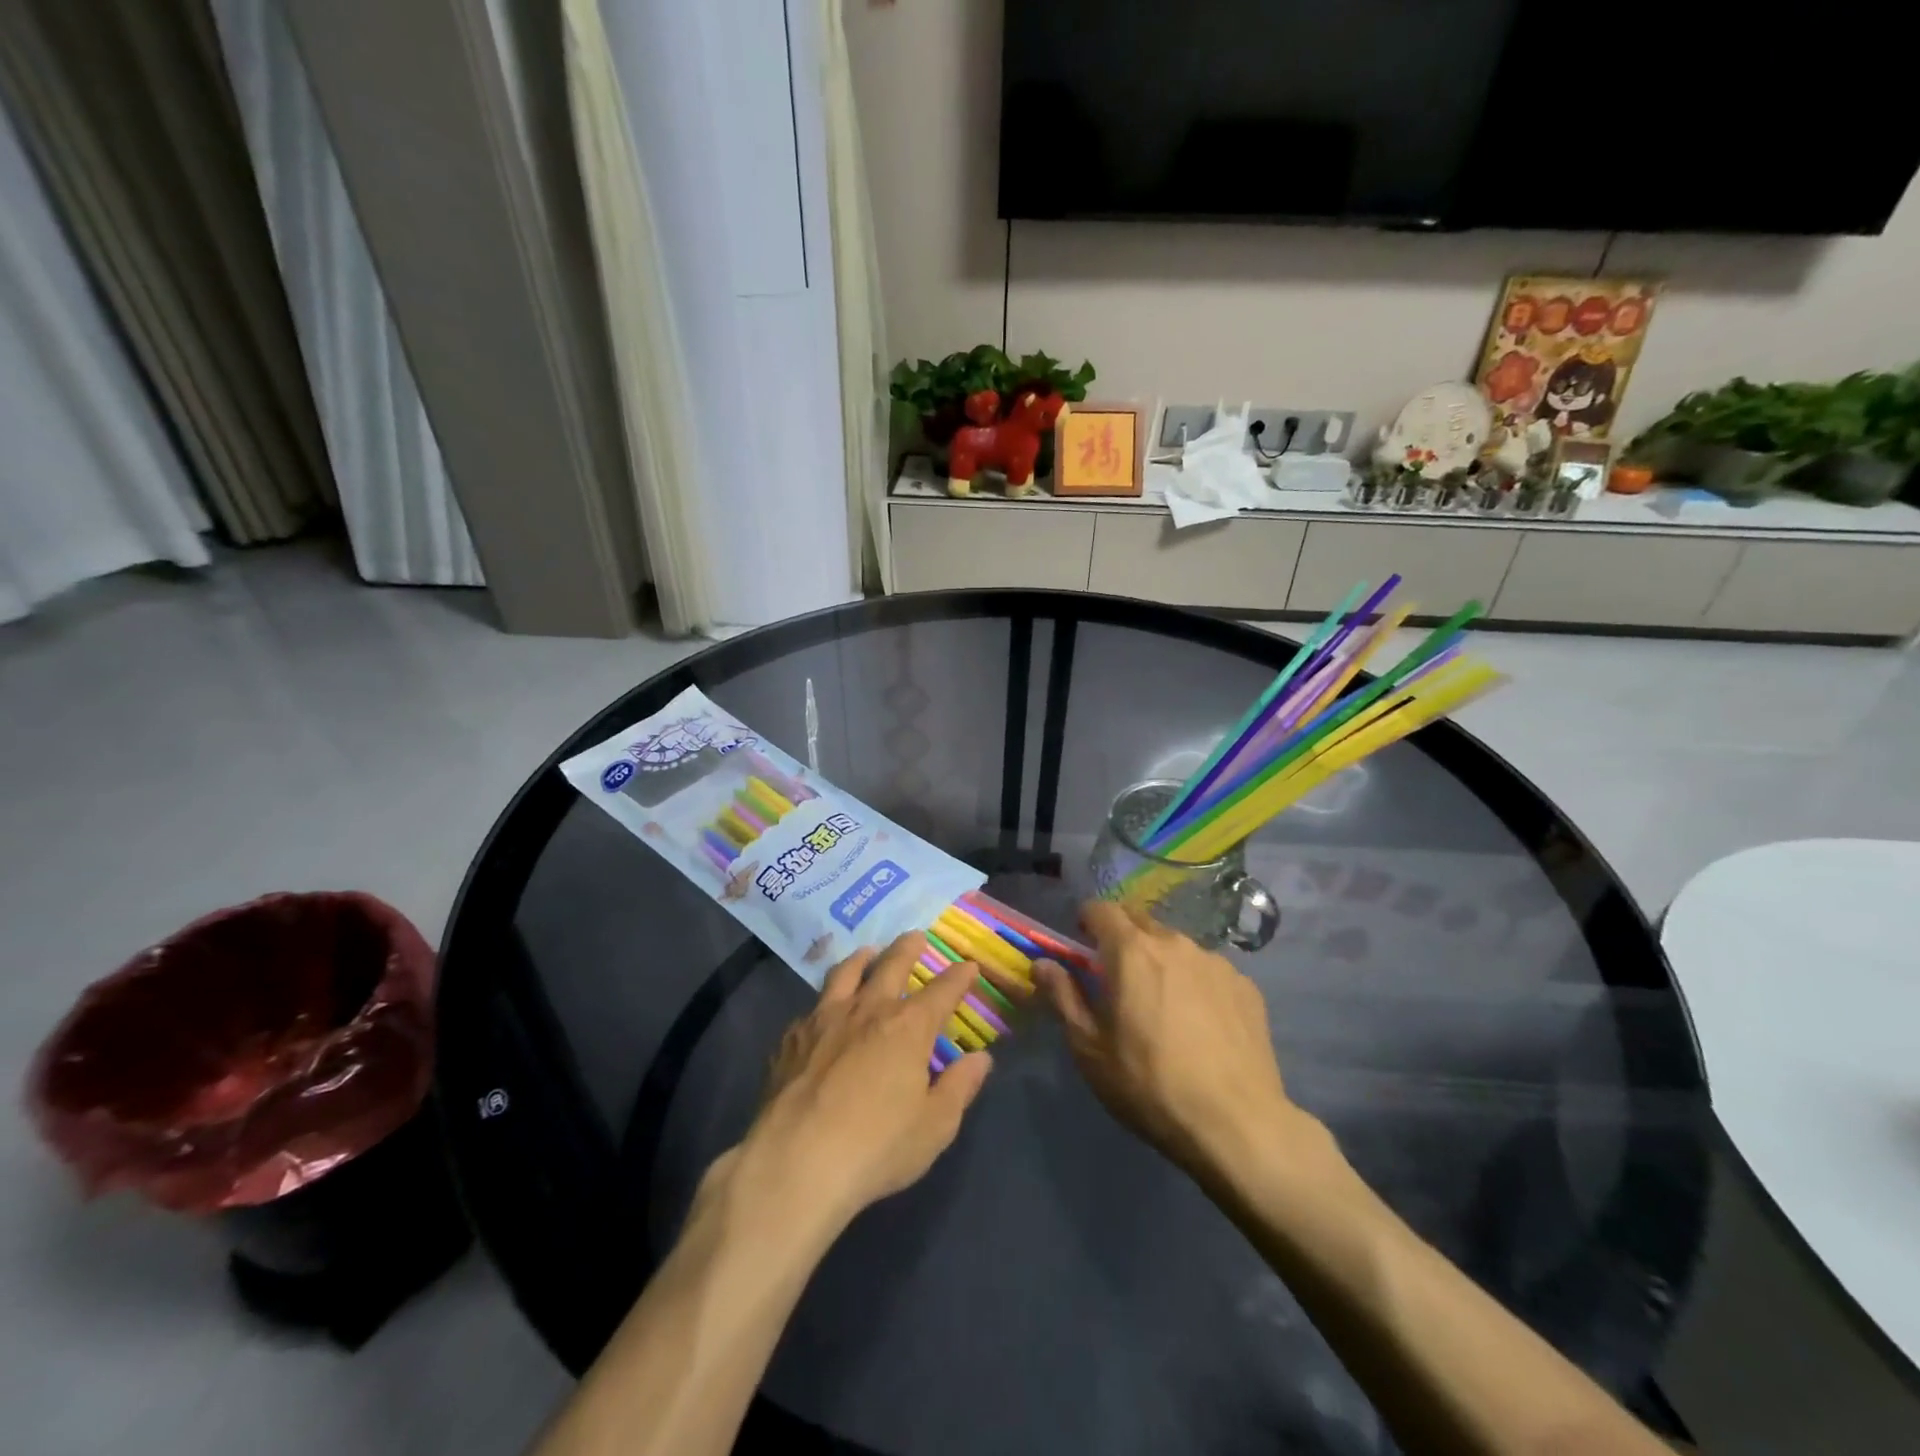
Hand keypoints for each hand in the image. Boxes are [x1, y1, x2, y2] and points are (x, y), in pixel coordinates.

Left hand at [728, 933, 993, 1238]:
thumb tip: (980, 1058)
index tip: (969, 966)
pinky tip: (822, 1012)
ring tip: (867, 953)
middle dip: (907, 949)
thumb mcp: (935, 1126)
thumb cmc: (876, 1147)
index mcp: (908, 1027)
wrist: (795, 1162)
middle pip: (891, 966)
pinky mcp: (791, 1038)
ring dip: (862, 959)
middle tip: (915, 936)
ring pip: (846, 974)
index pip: (941, 991)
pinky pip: (812, 1007)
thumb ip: (959, 1087)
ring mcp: (824, 1019)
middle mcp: (868, 1010)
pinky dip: (825, 1001)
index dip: (958, 977)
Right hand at [1035, 900, 1306, 1181]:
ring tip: (1162, 1004)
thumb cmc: (1149, 1085)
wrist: (1237, 1126)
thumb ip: (1063, 997)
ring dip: (1160, 961)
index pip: (1101, 909)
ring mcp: (1215, 962)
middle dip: (1122, 937)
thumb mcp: (1090, 1049)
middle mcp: (1175, 943)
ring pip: (1177, 946)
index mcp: (1131, 951)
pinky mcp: (1246, 986)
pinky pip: (1208, 971)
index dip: (1086, 921)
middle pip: (1140, 922)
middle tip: (1116, 976)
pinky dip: (1195, 983)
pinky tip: (1200, 1024)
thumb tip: (1043, 964)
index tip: (1081, 944)